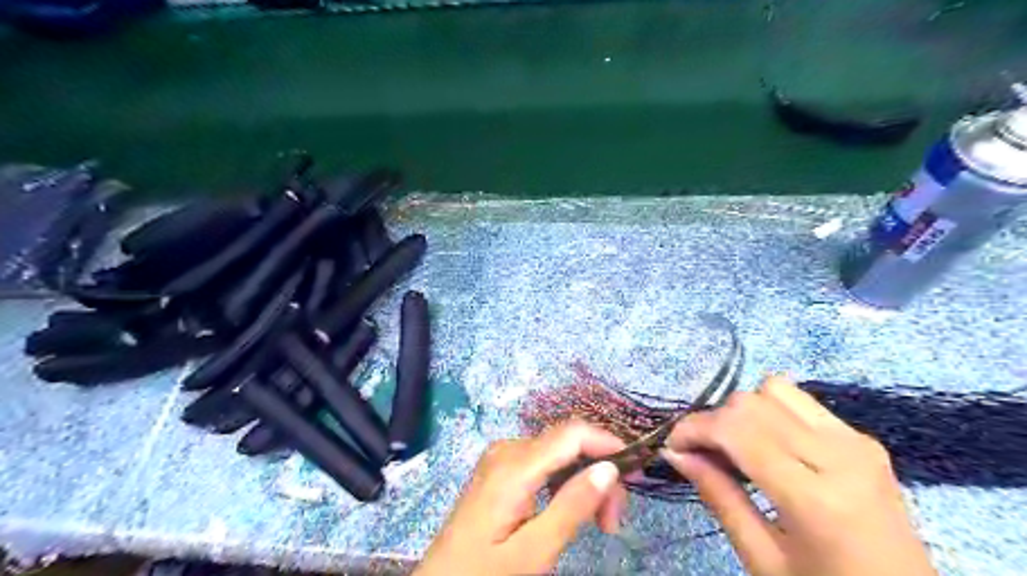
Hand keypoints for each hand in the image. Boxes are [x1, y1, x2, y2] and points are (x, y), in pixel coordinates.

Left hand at [415, 421, 625, 574]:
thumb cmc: (485, 572)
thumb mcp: (534, 551)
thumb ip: (573, 506)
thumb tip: (610, 467)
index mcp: (514, 465)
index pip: (572, 432)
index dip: (608, 443)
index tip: (635, 474)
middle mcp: (509, 449)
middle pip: (568, 443)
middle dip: (599, 473)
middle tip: (613, 522)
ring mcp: (503, 457)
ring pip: (559, 453)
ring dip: (584, 480)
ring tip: (599, 523)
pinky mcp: (501, 468)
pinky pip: (544, 462)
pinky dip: (565, 482)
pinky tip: (573, 509)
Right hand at [661, 377, 935, 573]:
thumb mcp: (762, 558)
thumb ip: (718, 496)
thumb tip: (675, 453)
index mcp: (816, 499)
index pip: (737, 430)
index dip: (694, 428)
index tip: (674, 445)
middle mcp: (840, 456)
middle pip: (752, 402)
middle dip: (714, 420)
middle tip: (702, 452)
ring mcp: (857, 442)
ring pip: (775, 388)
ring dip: (744, 411)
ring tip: (737, 446)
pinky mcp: (863, 438)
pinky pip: (800, 400)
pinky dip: (771, 412)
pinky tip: (768, 444)